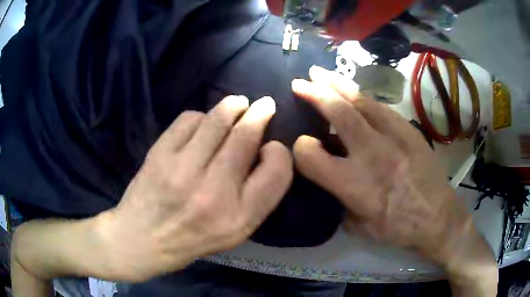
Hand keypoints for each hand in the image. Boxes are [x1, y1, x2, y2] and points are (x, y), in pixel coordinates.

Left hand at [98, 96, 292, 281]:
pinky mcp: (160, 154)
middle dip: (260, 113)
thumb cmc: (194, 238)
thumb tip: (264, 151)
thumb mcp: (236, 231)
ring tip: (238, 104)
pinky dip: (201, 117)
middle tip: (265, 104)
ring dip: (233, 106)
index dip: (280, 152)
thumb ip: (258, 197)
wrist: (144, 238)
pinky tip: (202, 124)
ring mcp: (183, 170)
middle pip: (246, 136)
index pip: (277, 171)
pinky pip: (189, 120)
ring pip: (217, 120)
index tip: (272, 146)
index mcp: (240, 216)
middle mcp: (214, 192)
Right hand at [291, 66, 496, 291]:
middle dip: (314, 93)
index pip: (312, 157)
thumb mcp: (359, 227)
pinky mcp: (408, 130)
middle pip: (338, 113)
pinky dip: (362, 96)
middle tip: (299, 83)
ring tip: (320, 73)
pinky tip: (353, 92)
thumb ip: (337, 201)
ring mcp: (394, 137)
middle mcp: (372, 155)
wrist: (438, 217)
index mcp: (355, 186)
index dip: (300, 149)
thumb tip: (326, 178)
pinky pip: (381, 106)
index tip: (302, 146)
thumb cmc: (398, 228)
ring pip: (361, 101)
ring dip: (337, 84)